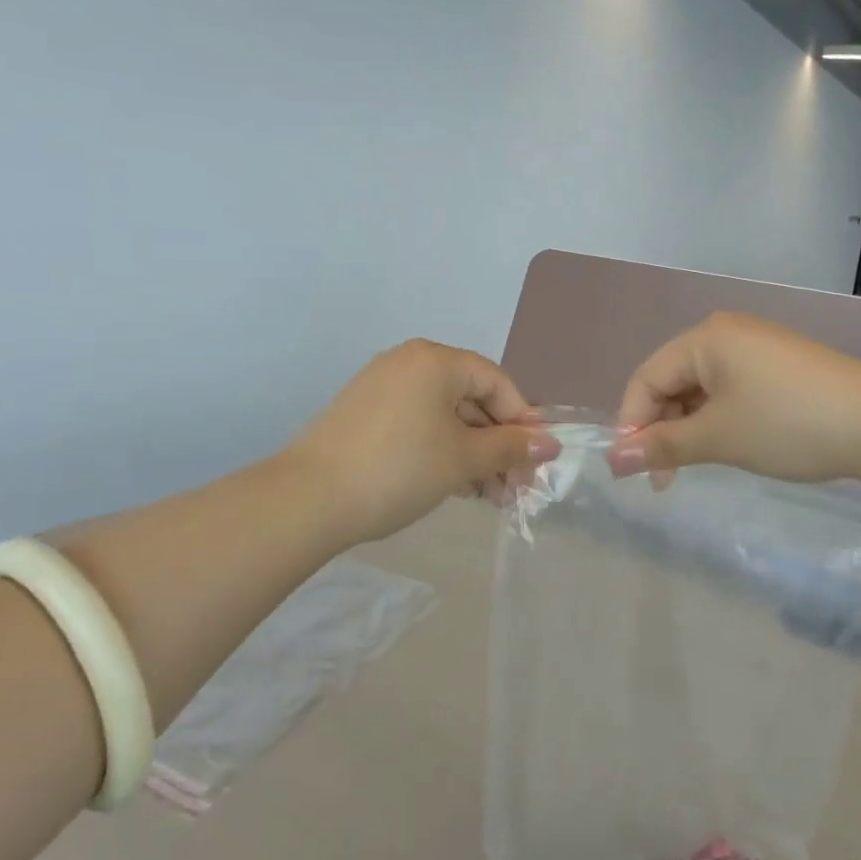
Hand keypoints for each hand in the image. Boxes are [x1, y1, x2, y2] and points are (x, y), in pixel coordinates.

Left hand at [286, 339, 559, 546]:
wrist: (309, 498)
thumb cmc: (400, 468)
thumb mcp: (463, 459)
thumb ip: (511, 447)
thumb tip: (551, 444)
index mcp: (436, 360)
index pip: (496, 382)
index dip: (522, 421)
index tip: (536, 461)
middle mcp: (409, 363)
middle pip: (471, 399)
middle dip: (497, 445)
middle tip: (514, 487)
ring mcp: (382, 387)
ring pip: (444, 416)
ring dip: (472, 453)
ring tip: (488, 497)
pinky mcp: (364, 413)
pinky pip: (418, 424)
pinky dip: (441, 450)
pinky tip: (454, 486)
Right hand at [609, 313, 860, 483]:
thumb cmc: (788, 424)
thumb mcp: (718, 438)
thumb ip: (661, 446)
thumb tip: (612, 461)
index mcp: (705, 338)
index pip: (646, 379)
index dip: (631, 425)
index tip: (632, 471)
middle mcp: (726, 334)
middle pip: (672, 382)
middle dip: (662, 429)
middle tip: (664, 479)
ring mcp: (757, 348)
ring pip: (701, 389)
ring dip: (689, 428)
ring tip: (696, 466)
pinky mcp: (779, 366)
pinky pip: (730, 390)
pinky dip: (718, 420)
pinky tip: (728, 446)